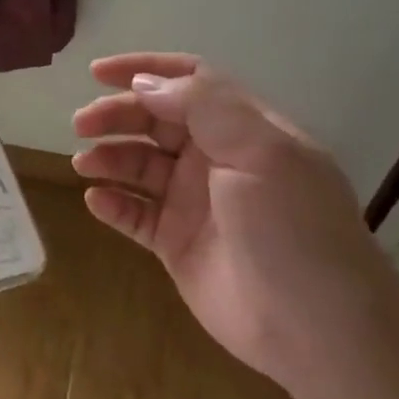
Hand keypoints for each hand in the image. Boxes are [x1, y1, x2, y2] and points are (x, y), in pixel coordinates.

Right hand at [71, 53, 398, 389]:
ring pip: (140, 165)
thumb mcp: (260, 153)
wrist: (317, 328)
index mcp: (243, 129)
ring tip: (85, 164)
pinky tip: (96, 200)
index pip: (189, 82)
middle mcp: (216, 159)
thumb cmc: (293, 228)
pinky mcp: (176, 244)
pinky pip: (136, 214)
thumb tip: (145, 82)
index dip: (144, 70)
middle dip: (117, 116)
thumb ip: (202, 107)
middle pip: (155, 121)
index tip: (98, 73)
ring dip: (110, 157)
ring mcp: (195, 203)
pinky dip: (113, 203)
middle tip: (81, 125)